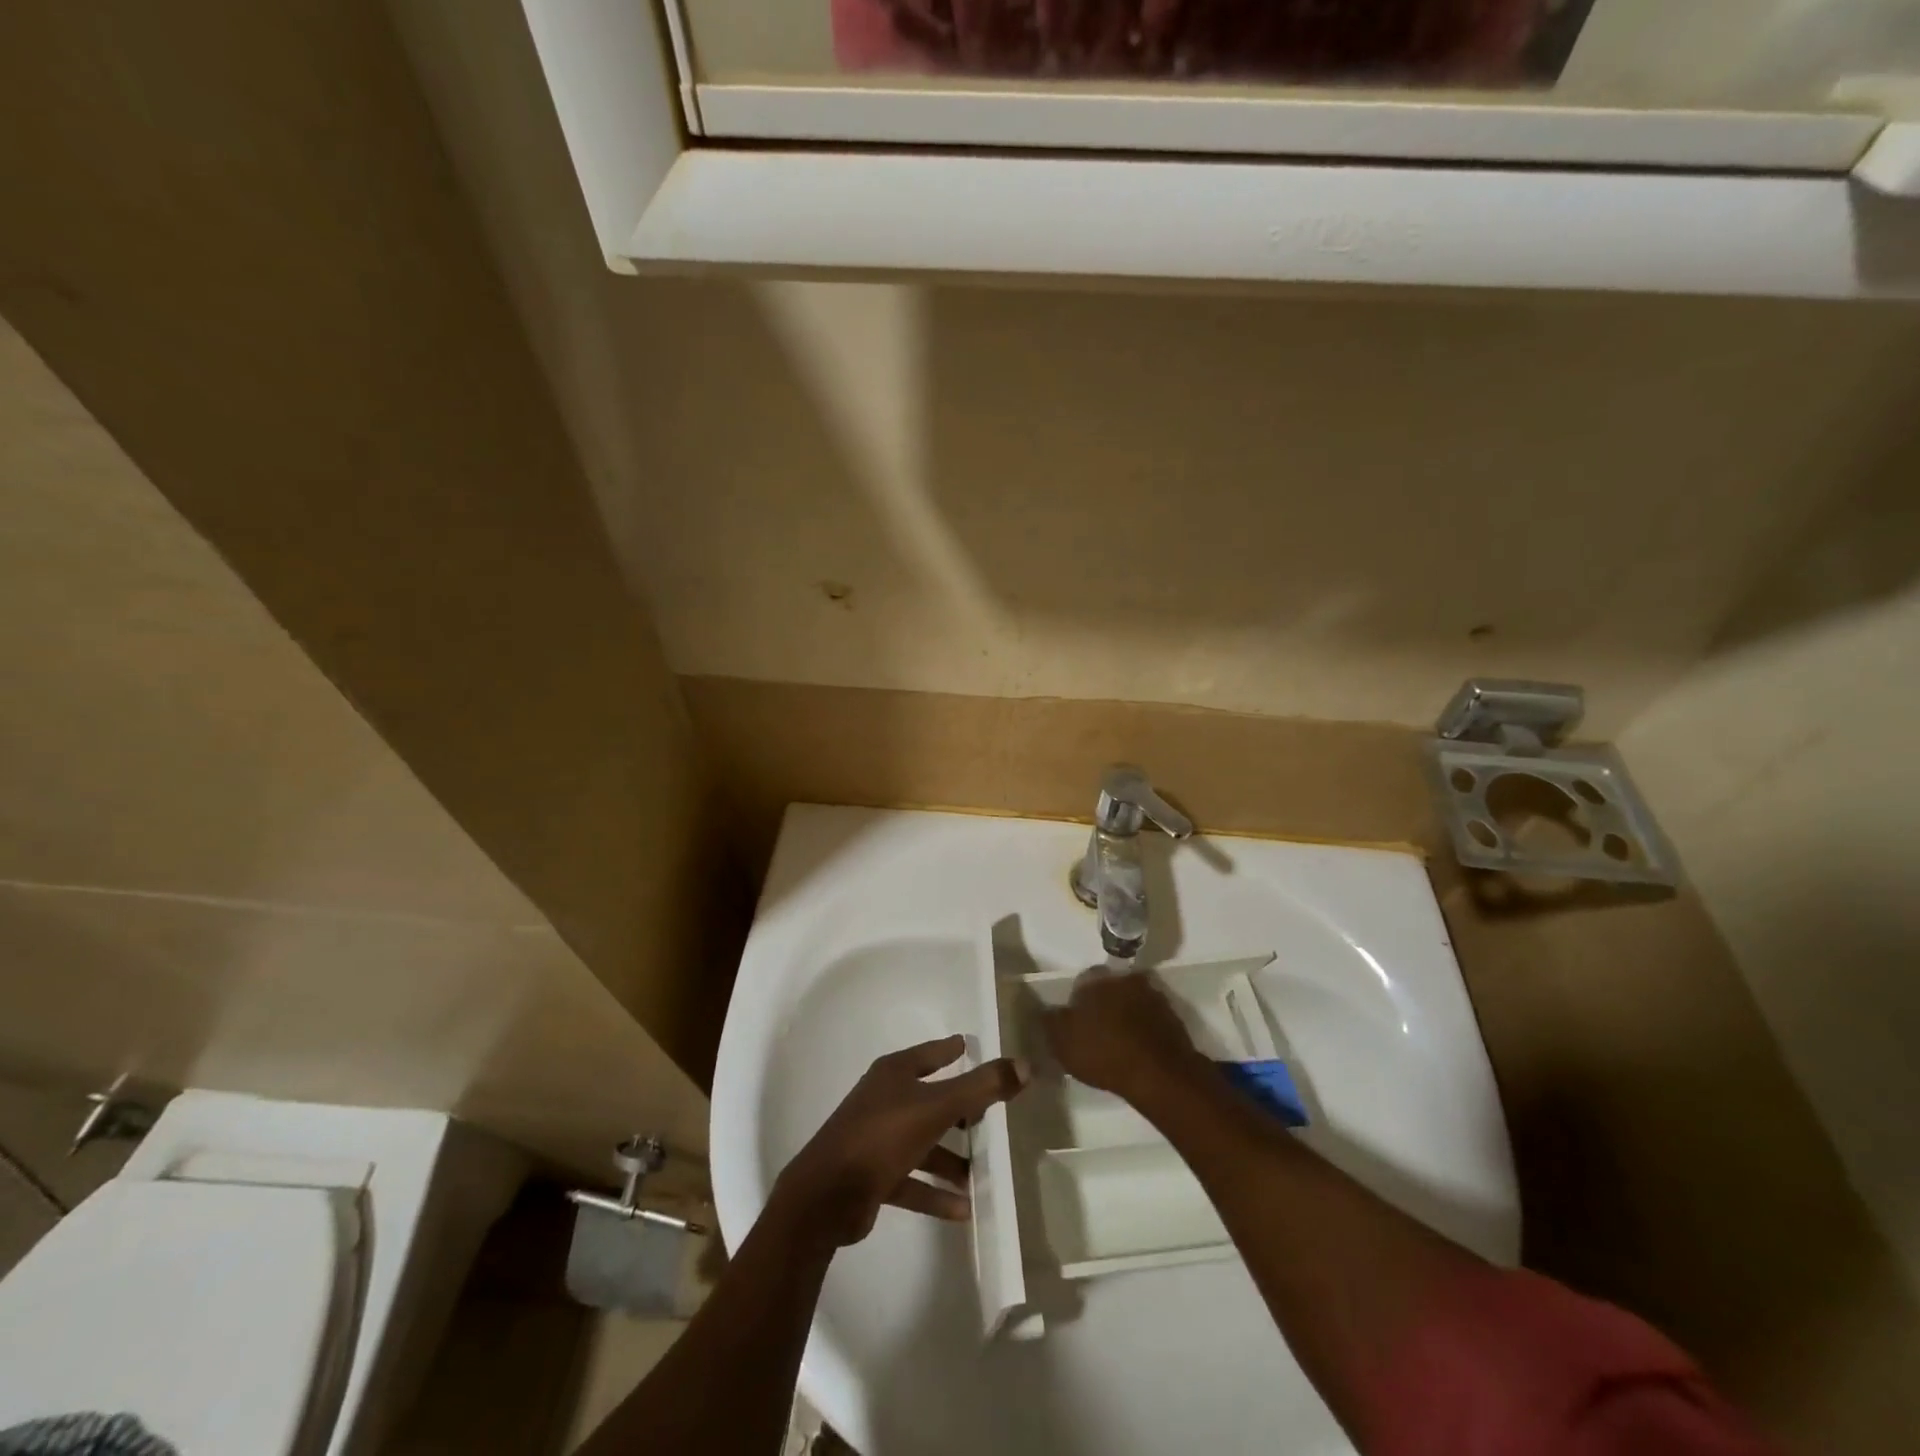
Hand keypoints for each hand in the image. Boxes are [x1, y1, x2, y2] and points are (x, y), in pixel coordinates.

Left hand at [773, 1035, 1027, 1248]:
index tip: (971, 1047)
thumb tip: (1024, 1065)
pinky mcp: (872, 1176)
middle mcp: (884, 1100)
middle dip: (960, 1109)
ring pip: (923, 1142)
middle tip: (991, 1115)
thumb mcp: (937, 1107)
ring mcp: (876, 1139)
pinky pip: (912, 1180)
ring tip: (982, 1173)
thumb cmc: (882, 1136)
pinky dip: (935, 1191)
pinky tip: (963, 1208)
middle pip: (930, 1098)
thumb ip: (981, 1087)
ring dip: (951, 1158)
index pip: (931, 1054)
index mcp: (894, 1074)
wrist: (826, 1196)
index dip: (951, 1050)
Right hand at [1043, 966, 1209, 1106]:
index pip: (1081, 982)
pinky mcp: (1172, 1017)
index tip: (1075, 1025)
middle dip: (1103, 1005)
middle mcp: (1125, 979)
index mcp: (1096, 979)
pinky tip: (1138, 1051)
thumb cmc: (1104, 1052)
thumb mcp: (1062, 1041)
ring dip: (1125, 1016)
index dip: (1076, 1003)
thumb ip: (1050, 1021)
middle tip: (1096, 1033)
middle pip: (1108, 989)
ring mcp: (1152, 996)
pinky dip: (1143, 1030)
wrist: (1160, 1074)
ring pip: (1131, 1002)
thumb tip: (1045, 1010)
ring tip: (1118, 1044)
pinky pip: (1150, 1020)